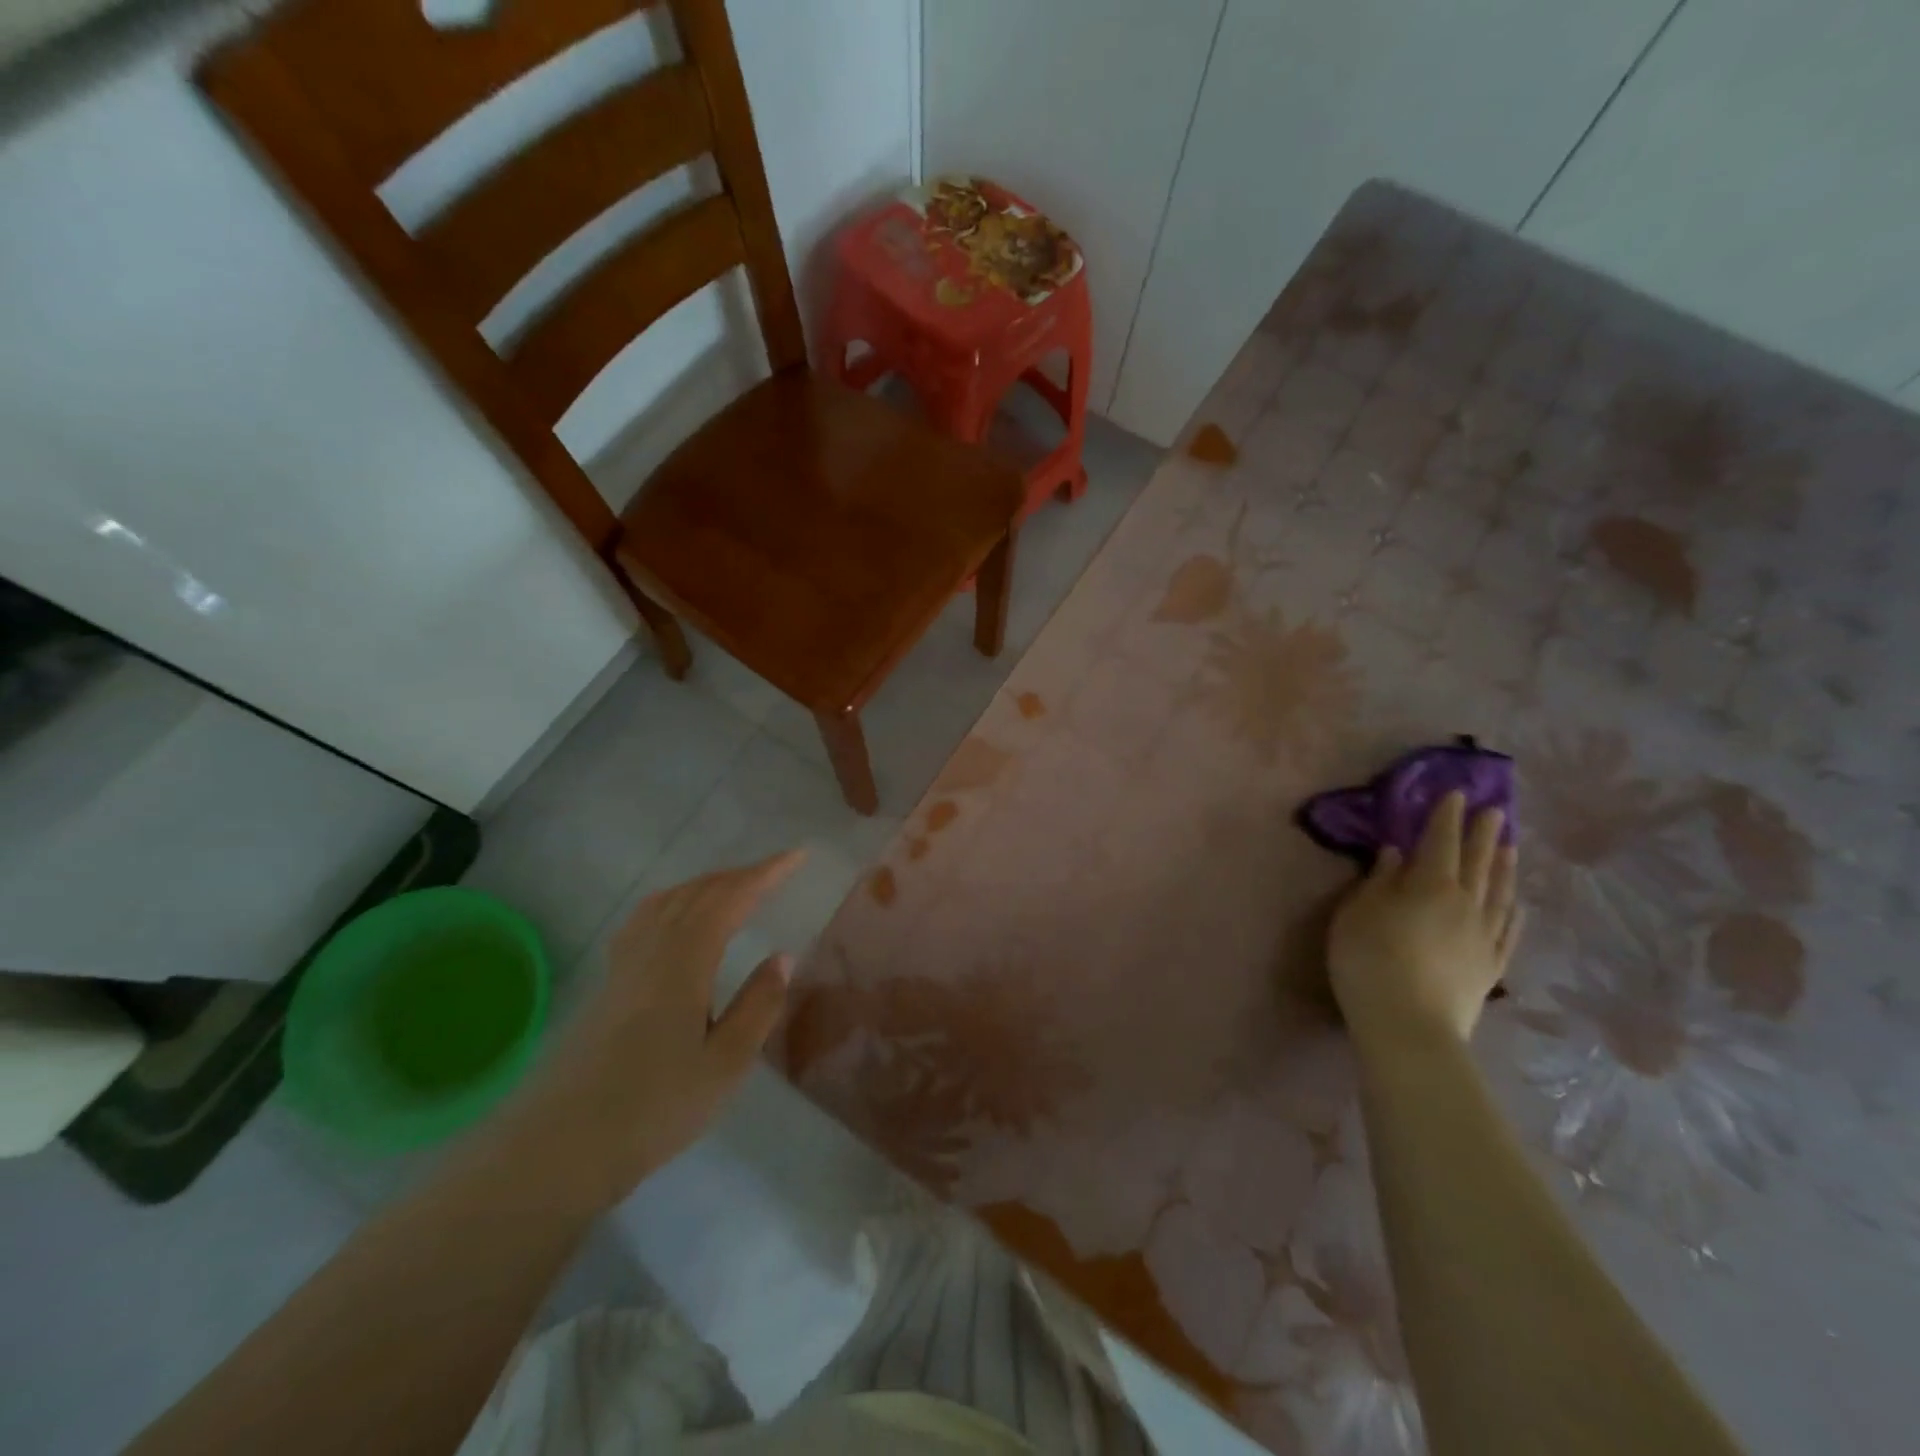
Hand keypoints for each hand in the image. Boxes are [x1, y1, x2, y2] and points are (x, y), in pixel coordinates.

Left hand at [492, 850, 804, 1211]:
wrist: (559, 1147)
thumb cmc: (654, 1108)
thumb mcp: (725, 1064)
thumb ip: (758, 1005)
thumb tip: (782, 956)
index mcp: (685, 961)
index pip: (731, 898)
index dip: (767, 873)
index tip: (798, 856)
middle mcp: (653, 949)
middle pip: (698, 892)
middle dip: (740, 875)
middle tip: (776, 872)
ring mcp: (624, 964)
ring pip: (668, 900)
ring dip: (706, 884)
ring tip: (734, 888)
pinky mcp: (607, 983)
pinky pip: (645, 918)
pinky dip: (674, 901)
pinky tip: (677, 920)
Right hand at [1327, 792, 1521, 1052]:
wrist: (1409, 1026)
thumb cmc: (1369, 960)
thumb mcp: (1357, 913)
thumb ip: (1379, 881)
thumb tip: (1396, 853)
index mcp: (1429, 885)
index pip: (1440, 841)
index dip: (1446, 817)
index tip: (1455, 793)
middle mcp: (1465, 903)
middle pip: (1478, 862)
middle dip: (1484, 833)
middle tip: (1494, 809)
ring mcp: (1483, 936)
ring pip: (1500, 892)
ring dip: (1505, 865)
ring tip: (1511, 845)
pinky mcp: (1491, 966)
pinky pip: (1510, 929)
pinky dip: (1515, 909)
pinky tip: (1519, 901)